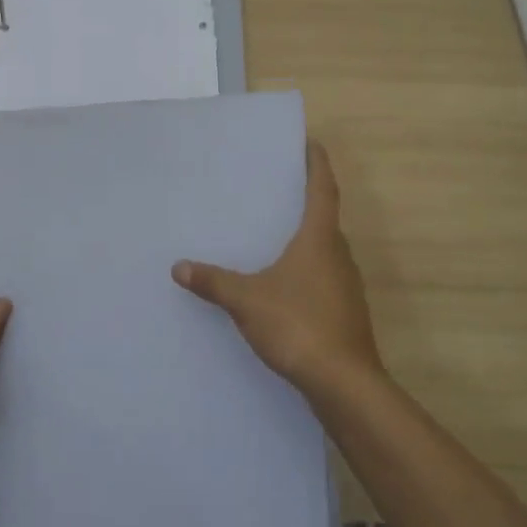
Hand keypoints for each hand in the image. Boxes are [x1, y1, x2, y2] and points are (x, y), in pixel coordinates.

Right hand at [172, 141, 382, 399]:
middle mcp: (339, 255)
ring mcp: (346, 286)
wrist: (344, 384)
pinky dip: (307, 270)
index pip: (323, 189)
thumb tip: (179, 267)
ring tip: (276, 235)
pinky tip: (284, 285)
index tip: (311, 142)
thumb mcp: (248, 300)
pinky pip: (324, 278)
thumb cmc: (298, 325)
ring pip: (326, 251)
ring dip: (307, 239)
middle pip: (325, 219)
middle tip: (279, 190)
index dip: (317, 164)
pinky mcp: (346, 313)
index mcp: (320, 240)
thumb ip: (214, 282)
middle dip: (306, 202)